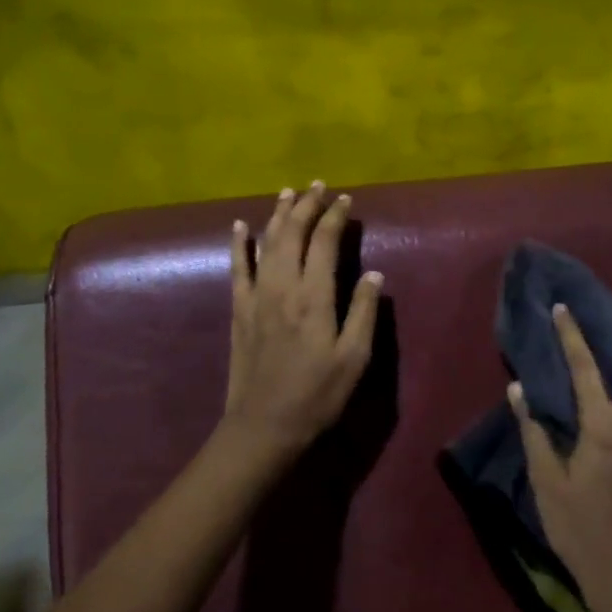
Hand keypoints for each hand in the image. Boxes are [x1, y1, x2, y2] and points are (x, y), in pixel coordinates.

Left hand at [221, 182, 382, 460]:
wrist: (264, 426)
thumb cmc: (317, 395)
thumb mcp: (354, 359)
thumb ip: (363, 312)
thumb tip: (373, 273)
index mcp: (314, 296)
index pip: (324, 242)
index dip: (335, 217)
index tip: (345, 199)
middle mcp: (283, 286)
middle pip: (292, 233)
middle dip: (306, 205)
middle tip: (318, 185)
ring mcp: (256, 296)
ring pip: (266, 242)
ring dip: (278, 214)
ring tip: (288, 192)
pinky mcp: (239, 309)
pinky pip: (237, 267)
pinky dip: (239, 243)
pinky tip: (239, 225)